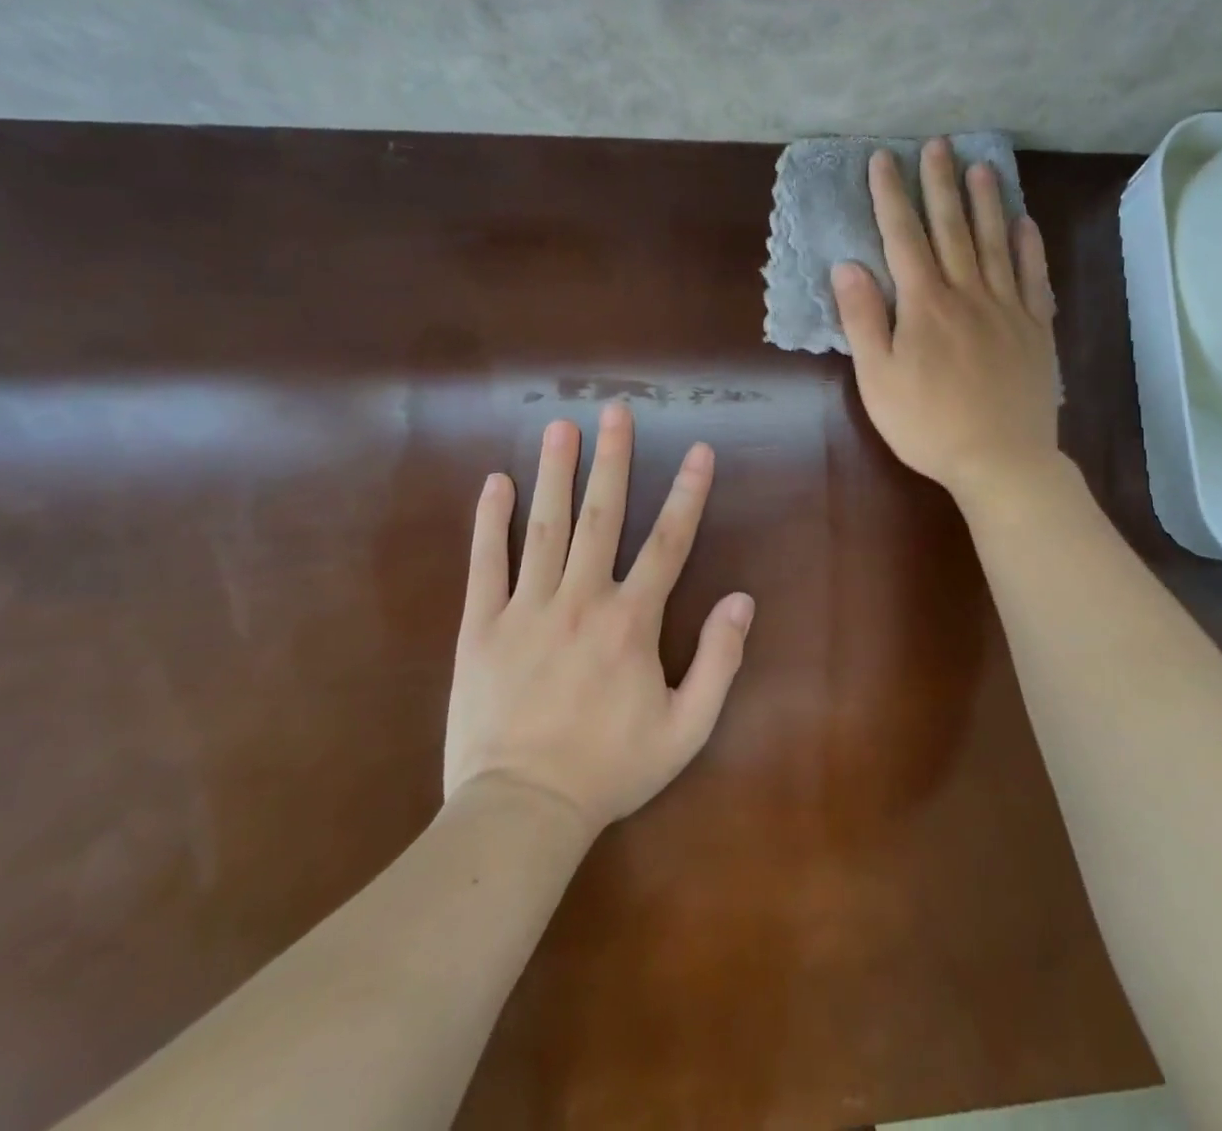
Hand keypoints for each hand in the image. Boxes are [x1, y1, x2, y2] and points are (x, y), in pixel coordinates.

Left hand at [443, 403, 753, 829]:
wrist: (522, 811)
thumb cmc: (610, 769)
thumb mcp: (687, 729)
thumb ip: (719, 662)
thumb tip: (741, 599)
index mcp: (632, 621)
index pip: (668, 541)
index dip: (688, 492)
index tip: (698, 449)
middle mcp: (581, 599)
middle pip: (602, 516)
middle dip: (612, 459)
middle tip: (615, 410)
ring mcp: (527, 608)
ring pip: (545, 527)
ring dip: (555, 473)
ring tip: (561, 427)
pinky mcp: (481, 626)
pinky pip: (486, 563)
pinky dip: (490, 521)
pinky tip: (496, 483)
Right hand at [832, 138, 1060, 502]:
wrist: (1000, 459)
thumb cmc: (927, 425)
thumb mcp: (878, 379)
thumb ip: (863, 320)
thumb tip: (847, 266)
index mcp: (924, 305)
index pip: (903, 238)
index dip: (890, 197)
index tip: (883, 160)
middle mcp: (967, 293)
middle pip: (952, 228)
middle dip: (939, 184)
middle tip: (936, 144)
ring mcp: (1007, 308)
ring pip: (995, 243)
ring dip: (986, 202)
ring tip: (980, 166)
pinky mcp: (1035, 329)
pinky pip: (1033, 277)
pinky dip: (1028, 247)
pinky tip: (1025, 224)